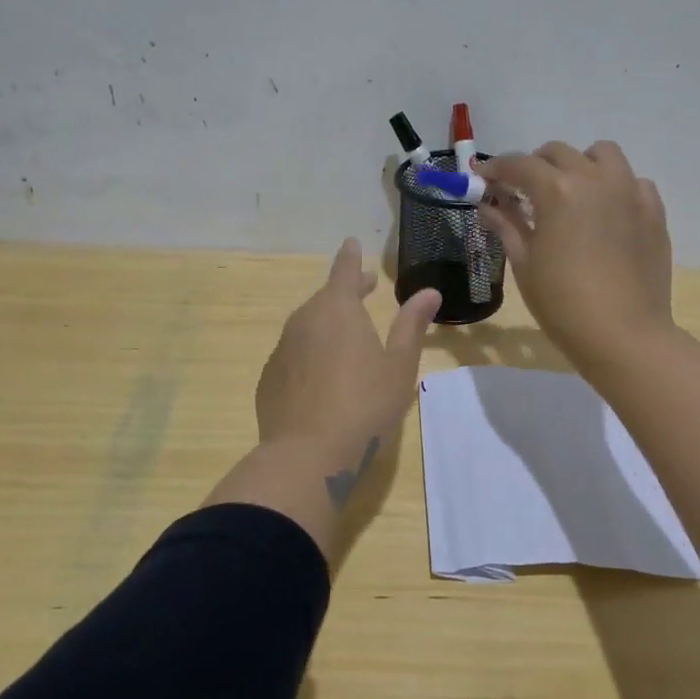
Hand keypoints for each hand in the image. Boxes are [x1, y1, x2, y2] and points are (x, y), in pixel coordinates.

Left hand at [255, 238, 440, 471]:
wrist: (307, 455)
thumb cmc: (364, 405)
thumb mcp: (399, 366)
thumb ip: (411, 326)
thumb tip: (429, 292)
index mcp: (338, 310)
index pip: (345, 271)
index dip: (351, 257)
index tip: (352, 243)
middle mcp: (304, 321)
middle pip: (326, 298)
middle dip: (346, 292)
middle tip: (365, 289)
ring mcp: (282, 350)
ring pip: (308, 326)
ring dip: (328, 323)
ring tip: (347, 336)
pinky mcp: (269, 379)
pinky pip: (294, 355)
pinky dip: (310, 354)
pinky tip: (322, 378)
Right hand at [478, 141, 672, 369]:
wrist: (625, 336)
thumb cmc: (563, 304)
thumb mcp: (525, 264)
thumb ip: (506, 225)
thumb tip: (487, 205)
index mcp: (557, 190)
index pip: (519, 165)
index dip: (495, 169)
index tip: (482, 179)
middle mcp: (594, 179)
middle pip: (558, 153)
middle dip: (534, 165)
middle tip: (523, 191)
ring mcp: (629, 192)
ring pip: (602, 154)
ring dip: (579, 164)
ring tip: (570, 192)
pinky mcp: (653, 211)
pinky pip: (633, 181)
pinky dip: (615, 186)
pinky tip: (606, 212)